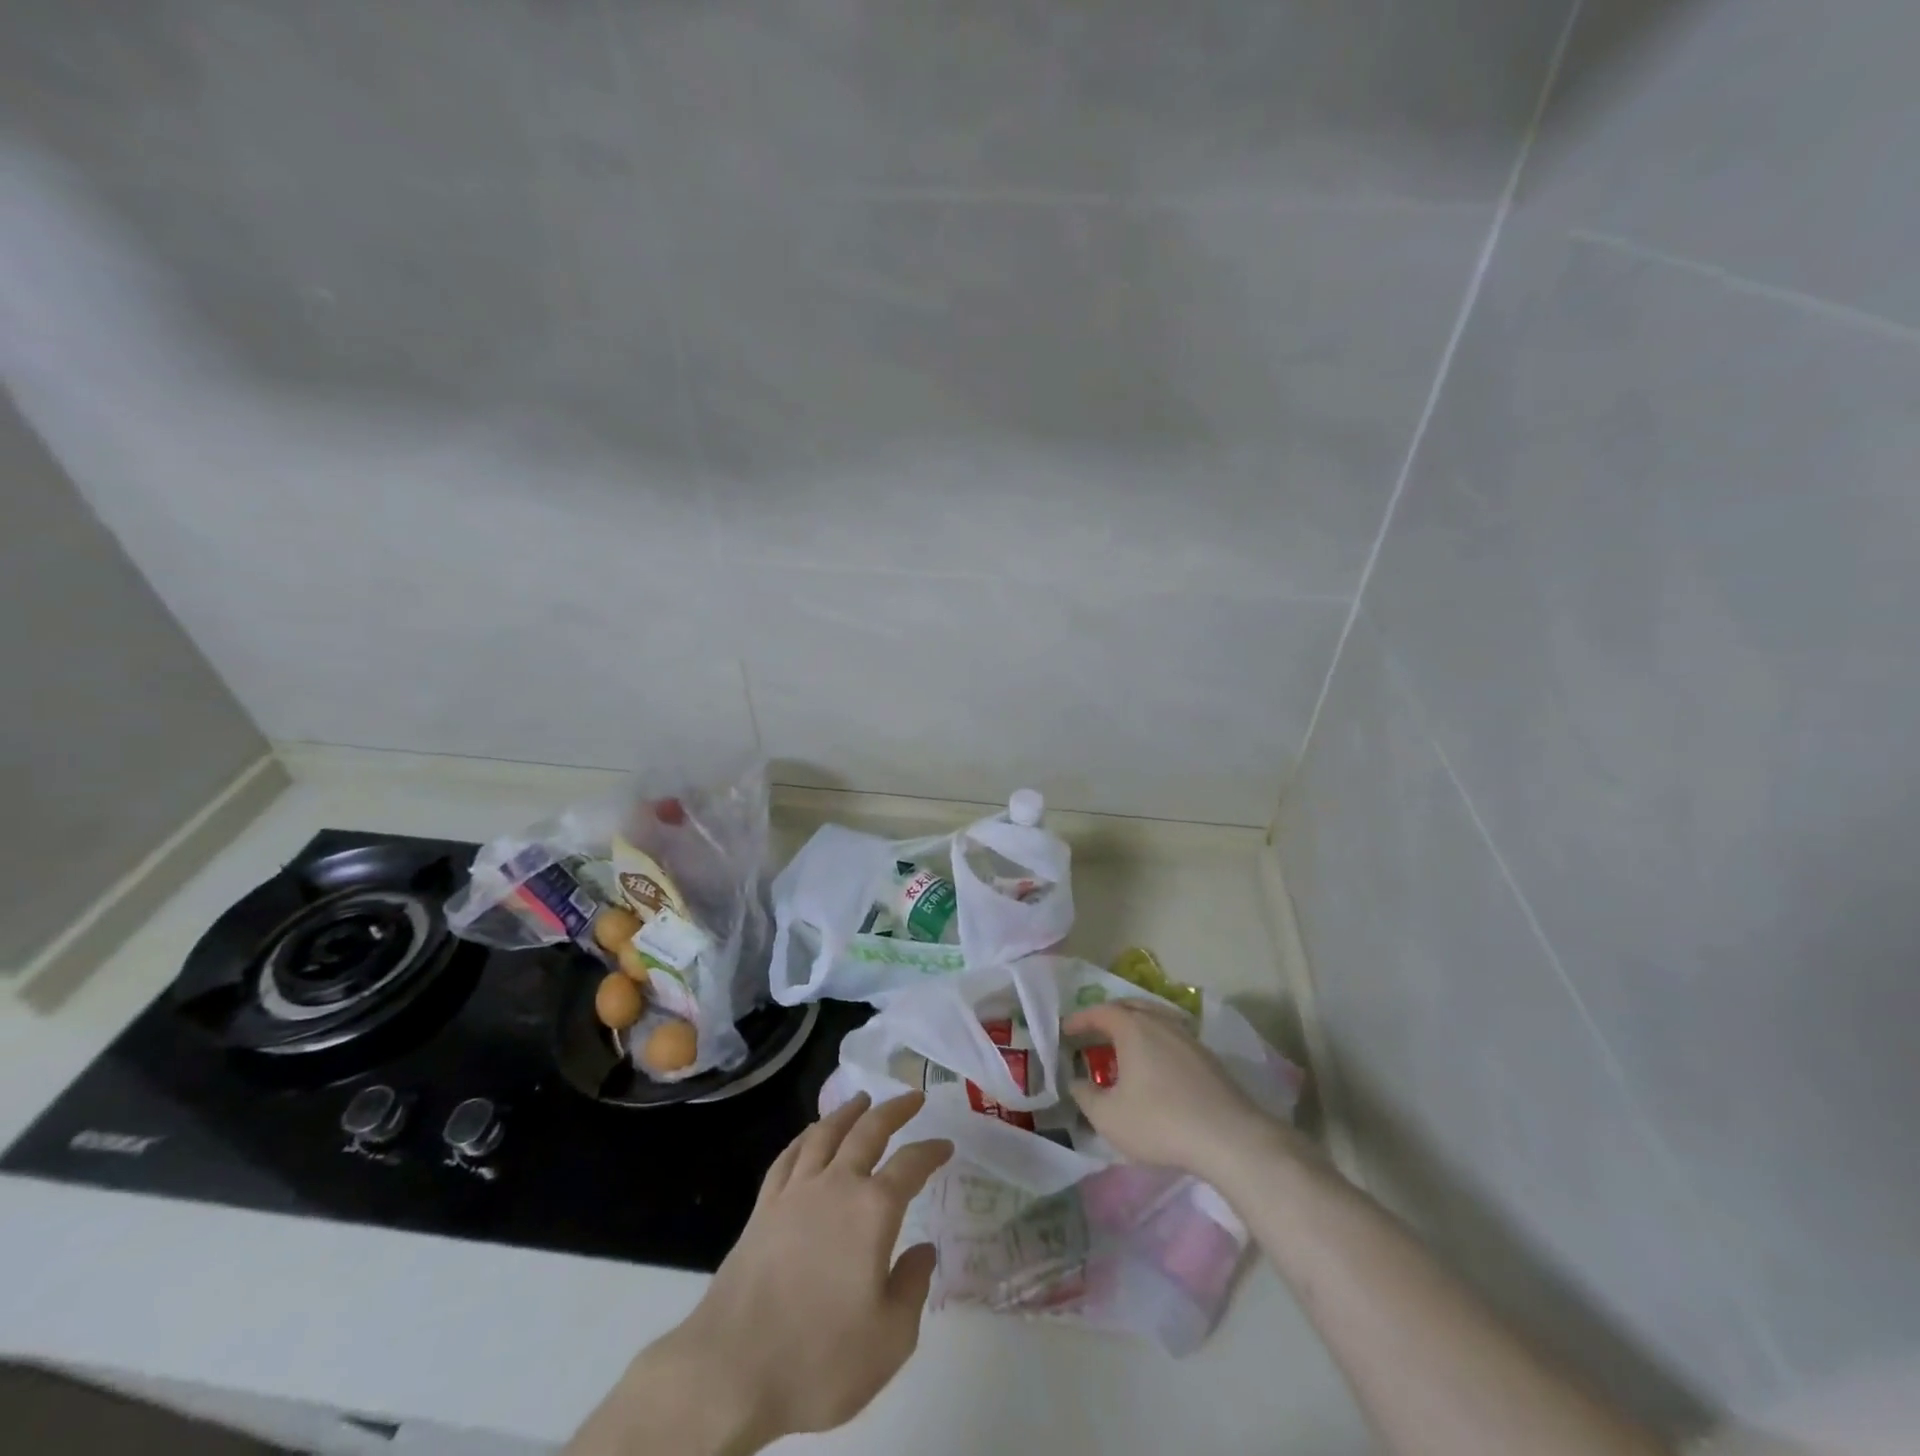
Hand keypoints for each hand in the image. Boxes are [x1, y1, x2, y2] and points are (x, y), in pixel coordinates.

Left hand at [567, 1092, 951, 1455]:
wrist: (732, 1370)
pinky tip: (810, 1135)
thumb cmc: (819, 1358)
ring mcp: (795, 1192)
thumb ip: (913, 1288)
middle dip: (894, 1110)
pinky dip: (804, 1137)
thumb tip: (923, 1250)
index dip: (931, 1151)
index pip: (910, 1165)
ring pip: (825, 1133)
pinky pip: (788, 1157)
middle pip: (868, 1131)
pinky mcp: (763, 1207)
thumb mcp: (890, 1339)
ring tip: (862, 1099)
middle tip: (912, 1097)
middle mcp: (835, 1185)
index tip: (946, 1145)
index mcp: (873, 1210)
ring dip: (847, 1112)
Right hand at [1064, 999, 1310, 1185]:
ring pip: (1154, 1020)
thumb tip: (1076, 1081)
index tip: (1065, 1030)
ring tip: (1123, 1050)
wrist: (1230, 1138)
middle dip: (1108, 1018)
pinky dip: (1155, 1043)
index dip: (1079, 1019)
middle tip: (1093, 1035)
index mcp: (1133, 1028)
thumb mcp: (1109, 1117)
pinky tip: (1155, 1068)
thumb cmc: (1160, 1122)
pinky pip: (1172, 1038)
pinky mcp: (1208, 1057)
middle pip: (1130, 1008)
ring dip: (1134, 1029)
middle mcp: (1160, 1021)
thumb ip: (1085, 1095)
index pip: (1100, 1011)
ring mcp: (1188, 1037)